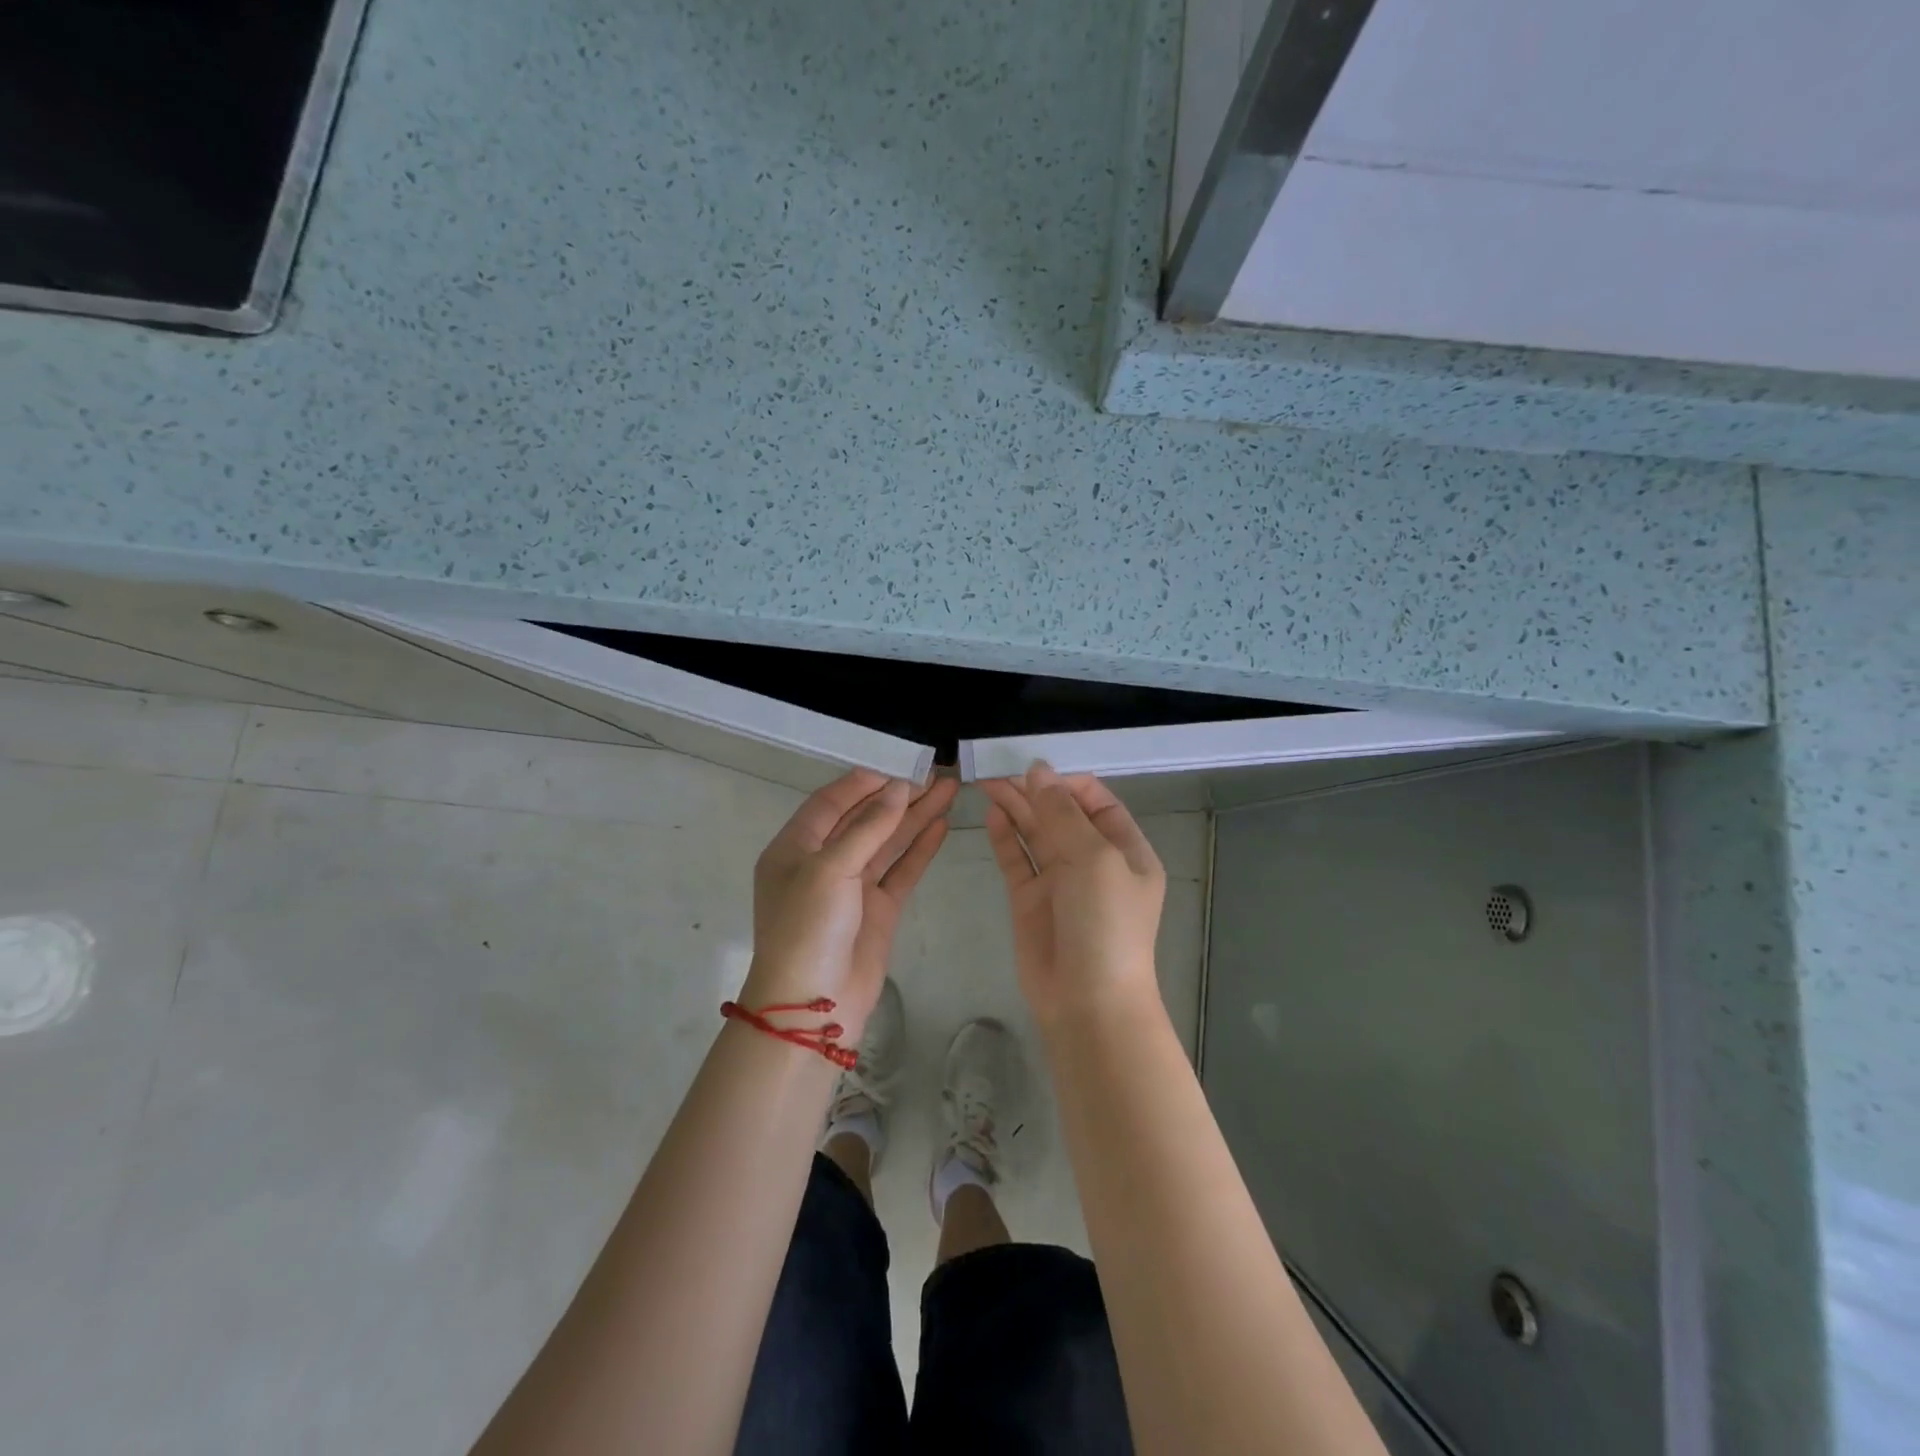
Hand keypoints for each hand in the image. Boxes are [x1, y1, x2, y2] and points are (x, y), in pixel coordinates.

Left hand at [743, 769, 956, 1038]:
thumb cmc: (808, 929)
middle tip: (934, 774)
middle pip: (864, 819)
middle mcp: (822, 863)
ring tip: (948, 790)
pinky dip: (920, 849)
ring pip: (887, 843)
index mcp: (794, 848)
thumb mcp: (829, 870)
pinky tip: (940, 826)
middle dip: (897, 796)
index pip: (830, 803)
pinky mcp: (878, 911)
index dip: (864, 782)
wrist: (814, 1006)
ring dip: (915, 817)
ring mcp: (852, 888)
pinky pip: (901, 871)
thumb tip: (897, 789)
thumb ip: (867, 828)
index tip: (899, 764)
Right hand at [980, 763, 1165, 1031]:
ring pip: (1035, 833)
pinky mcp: (1031, 901)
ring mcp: (1060, 881)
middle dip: (1033, 791)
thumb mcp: (1094, 859)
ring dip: (1015, 807)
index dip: (1066, 783)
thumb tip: (1039, 771)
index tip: (1034, 770)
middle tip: (996, 769)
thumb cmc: (1105, 924)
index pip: (1096, 801)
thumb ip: (1063, 814)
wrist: (1088, 1001)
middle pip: (1061, 814)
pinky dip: (1005, 837)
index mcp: (1125, 849)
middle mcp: (1094, 861)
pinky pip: (1017, 860)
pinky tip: (991, 815)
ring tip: (986, 782)